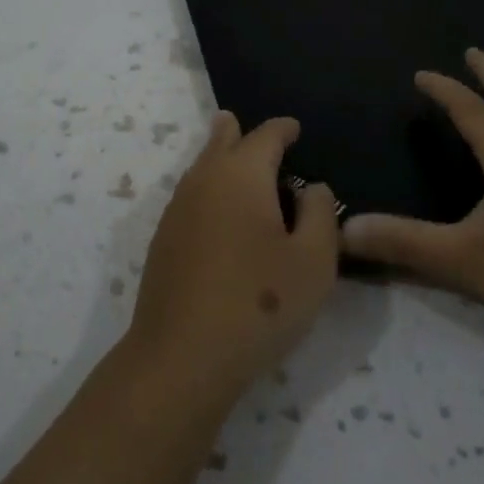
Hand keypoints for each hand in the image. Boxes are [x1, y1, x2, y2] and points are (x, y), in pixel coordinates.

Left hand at [128, 113, 339, 397]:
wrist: (181, 356)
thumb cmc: (259, 303)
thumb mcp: (314, 261)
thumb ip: (320, 214)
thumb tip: (311, 187)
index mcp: (242, 173)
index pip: (265, 136)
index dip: (283, 129)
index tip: (295, 128)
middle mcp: (205, 179)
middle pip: (222, 141)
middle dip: (238, 132)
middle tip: (248, 128)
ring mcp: (178, 208)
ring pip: (201, 167)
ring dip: (219, 157)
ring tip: (231, 156)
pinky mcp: (163, 239)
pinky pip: (191, 195)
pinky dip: (207, 188)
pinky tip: (216, 211)